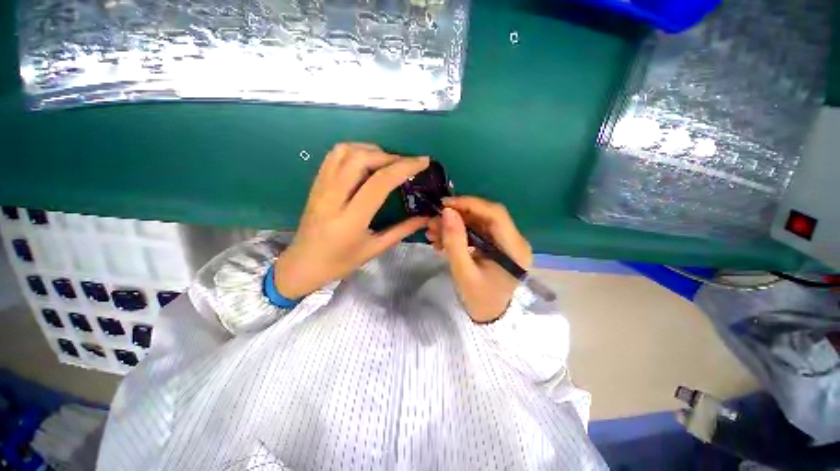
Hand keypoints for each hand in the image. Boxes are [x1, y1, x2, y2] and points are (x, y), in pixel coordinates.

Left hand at [273, 143, 429, 298]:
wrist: (303, 264)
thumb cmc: (340, 262)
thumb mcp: (374, 249)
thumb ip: (402, 231)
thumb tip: (426, 217)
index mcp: (351, 219)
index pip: (379, 182)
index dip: (404, 167)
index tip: (423, 162)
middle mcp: (333, 197)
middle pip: (361, 159)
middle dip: (389, 156)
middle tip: (406, 164)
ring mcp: (321, 187)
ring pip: (345, 151)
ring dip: (371, 150)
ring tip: (387, 161)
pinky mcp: (316, 183)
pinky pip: (333, 156)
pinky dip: (354, 150)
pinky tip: (366, 160)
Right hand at [426, 197, 532, 322]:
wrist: (488, 315)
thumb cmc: (479, 298)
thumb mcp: (463, 271)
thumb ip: (455, 241)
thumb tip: (448, 212)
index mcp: (514, 249)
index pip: (496, 214)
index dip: (470, 204)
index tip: (445, 204)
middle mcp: (515, 241)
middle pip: (486, 216)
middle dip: (458, 215)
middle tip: (434, 220)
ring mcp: (506, 242)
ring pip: (478, 223)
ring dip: (455, 224)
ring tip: (432, 231)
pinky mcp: (497, 245)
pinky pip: (477, 232)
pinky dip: (458, 233)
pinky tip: (441, 239)